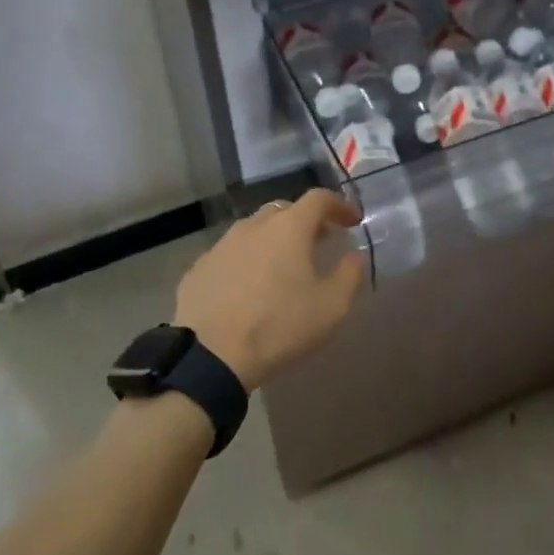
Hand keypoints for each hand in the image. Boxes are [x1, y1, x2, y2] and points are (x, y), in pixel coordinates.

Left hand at [174, 189, 364, 391]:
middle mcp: (254, 225)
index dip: (339, 205)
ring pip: (255, 230)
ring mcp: (222, 244)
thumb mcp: (331, 307)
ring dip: (274, 239)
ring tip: (283, 265)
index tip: (351, 221)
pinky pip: (231, 253)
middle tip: (319, 241)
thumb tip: (353, 256)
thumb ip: (349, 275)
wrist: (210, 355)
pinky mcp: (200, 266)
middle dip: (306, 221)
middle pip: (284, 210)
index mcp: (288, 228)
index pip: (319, 198)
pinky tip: (248, 286)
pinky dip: (247, 260)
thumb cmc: (278, 326)